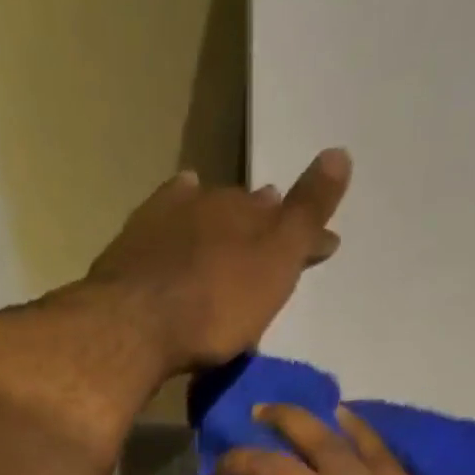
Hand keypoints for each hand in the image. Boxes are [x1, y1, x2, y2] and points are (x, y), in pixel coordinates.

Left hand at [87, 150, 350, 370]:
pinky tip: (178, 207)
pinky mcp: (134, 239)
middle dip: (261, 220)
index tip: (324, 246)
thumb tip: (340, 153)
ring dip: (220, 218)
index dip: (307, 232)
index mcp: (251, 214)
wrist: (138, 321)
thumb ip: (306, 215)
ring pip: (205, 208)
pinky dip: (178, 209)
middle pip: (245, 209)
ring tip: (228, 230)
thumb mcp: (275, 265)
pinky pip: (164, 212)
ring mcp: (169, 217)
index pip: (289, 217)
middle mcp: (212, 202)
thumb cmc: (217, 305)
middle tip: (271, 229)